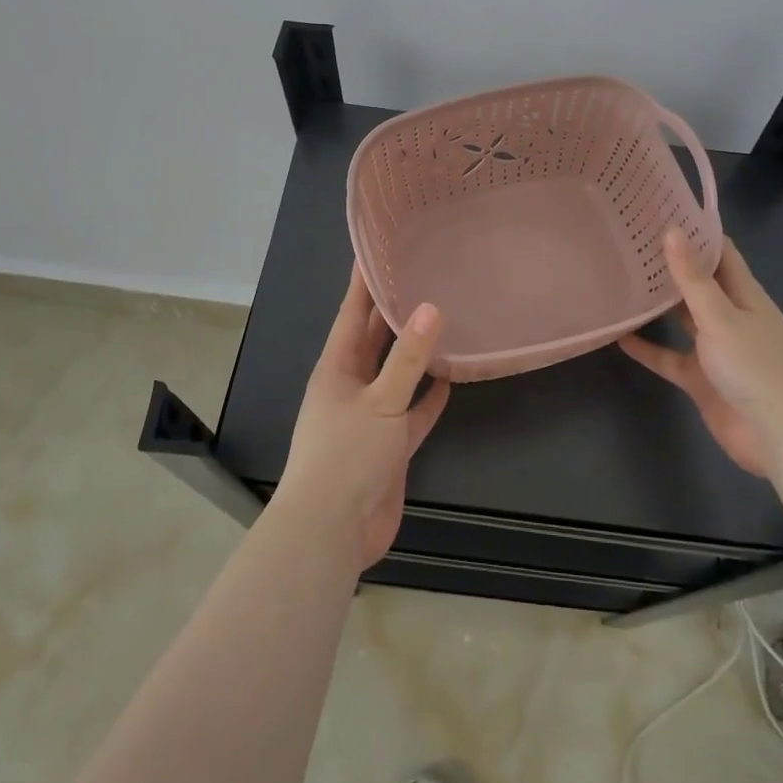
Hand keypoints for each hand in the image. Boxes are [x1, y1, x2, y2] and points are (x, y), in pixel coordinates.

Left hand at [275, 265, 450, 567]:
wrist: (332, 532)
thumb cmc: (346, 456)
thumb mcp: (380, 401)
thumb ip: (407, 358)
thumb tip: (430, 307)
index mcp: (336, 368)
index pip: (352, 313)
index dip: (364, 283)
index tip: (378, 250)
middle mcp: (351, 385)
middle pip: (374, 340)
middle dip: (392, 311)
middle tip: (420, 276)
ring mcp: (370, 417)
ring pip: (395, 374)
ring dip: (414, 353)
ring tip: (442, 320)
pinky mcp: (389, 445)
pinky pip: (412, 412)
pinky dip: (428, 397)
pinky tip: (449, 380)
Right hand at [620, 229, 782, 477]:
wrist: (780, 436)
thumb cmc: (756, 366)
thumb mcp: (721, 316)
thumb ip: (693, 277)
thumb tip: (672, 229)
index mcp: (744, 295)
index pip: (720, 253)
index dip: (695, 232)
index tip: (661, 211)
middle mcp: (729, 316)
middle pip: (698, 283)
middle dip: (670, 265)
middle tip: (629, 241)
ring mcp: (714, 349)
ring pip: (681, 319)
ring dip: (657, 304)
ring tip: (620, 280)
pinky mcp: (700, 379)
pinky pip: (668, 358)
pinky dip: (647, 349)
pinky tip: (618, 336)